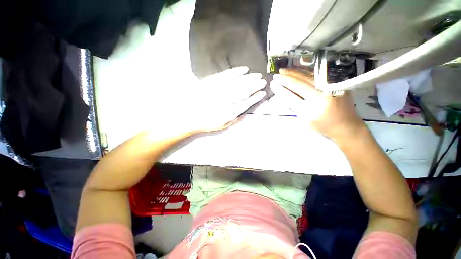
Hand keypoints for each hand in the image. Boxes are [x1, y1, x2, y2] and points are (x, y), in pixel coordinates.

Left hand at [178, 66, 265, 132]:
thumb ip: (235, 118)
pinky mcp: (211, 82)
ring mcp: (217, 90)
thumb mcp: (222, 125)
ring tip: (257, 75)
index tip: (262, 93)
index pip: (245, 103)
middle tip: (263, 81)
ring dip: (248, 78)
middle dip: (254, 86)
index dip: (255, 98)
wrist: (188, 115)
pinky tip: (244, 69)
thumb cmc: (207, 122)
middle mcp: (224, 101)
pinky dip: (236, 71)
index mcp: (227, 113)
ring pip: (237, 82)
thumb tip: (245, 110)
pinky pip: (226, 74)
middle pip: (243, 91)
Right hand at [270, 68, 364, 140]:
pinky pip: (317, 75)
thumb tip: (282, 92)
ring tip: (284, 70)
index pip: (295, 93)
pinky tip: (298, 70)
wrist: (346, 126)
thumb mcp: (305, 119)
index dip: (283, 87)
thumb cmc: (323, 126)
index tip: (273, 82)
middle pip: (302, 81)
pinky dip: (305, 72)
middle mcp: (325, 92)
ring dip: (295, 72)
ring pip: (309, 76)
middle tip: (276, 74)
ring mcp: (333, 86)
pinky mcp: (337, 83)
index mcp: (317, 105)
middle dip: (287, 77)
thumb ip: (294, 105)